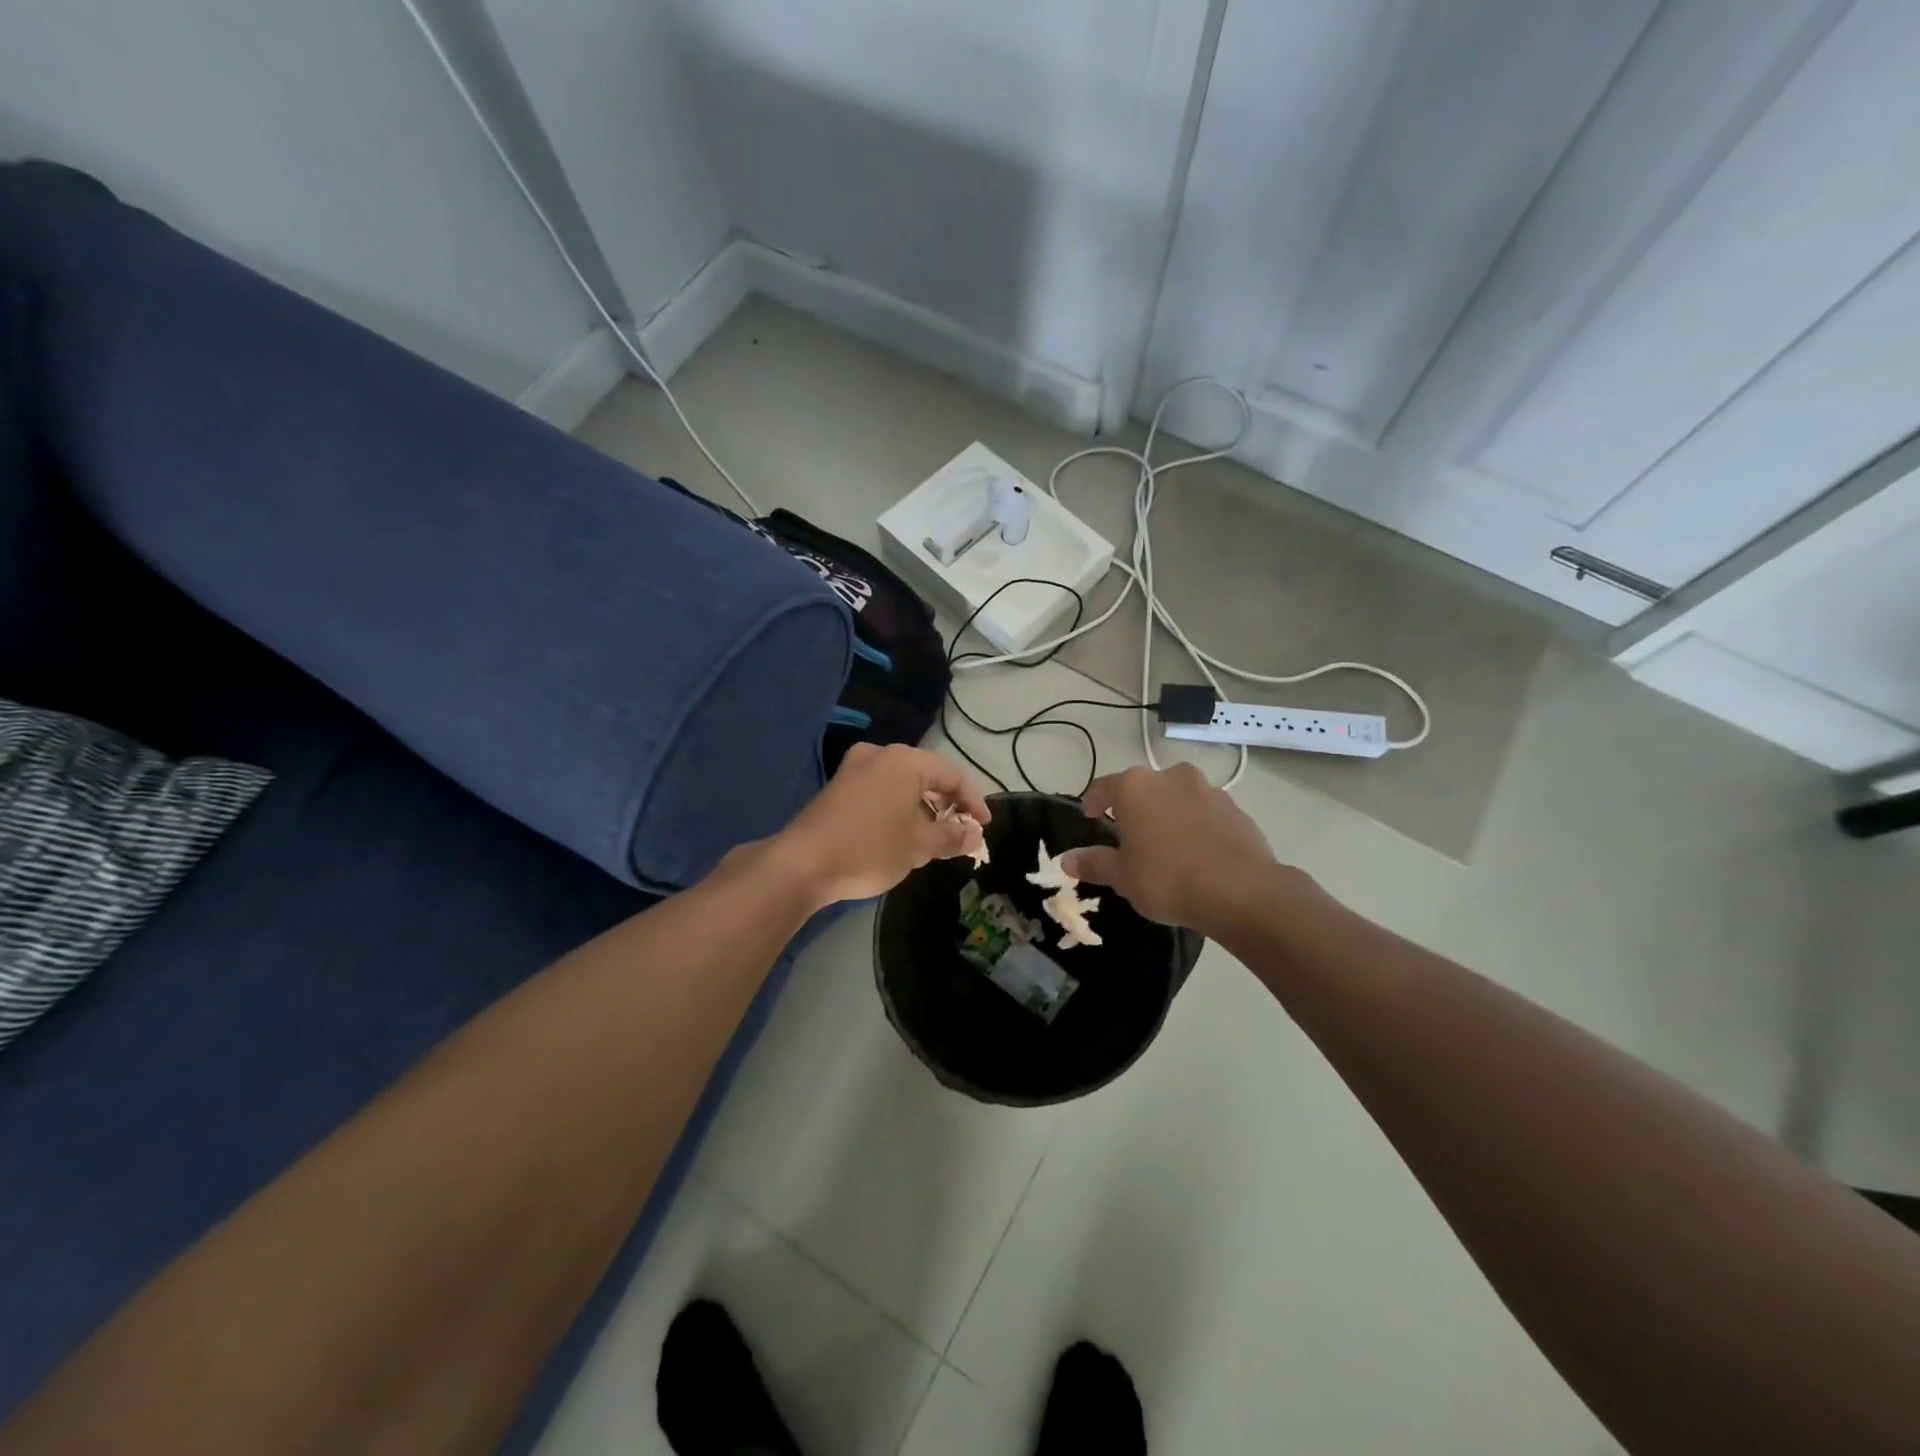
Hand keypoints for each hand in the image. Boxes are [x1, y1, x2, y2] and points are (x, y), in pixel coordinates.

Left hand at [777, 743, 992, 906]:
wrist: (803, 863)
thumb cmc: (870, 849)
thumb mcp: (919, 846)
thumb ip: (952, 837)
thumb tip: (975, 837)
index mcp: (905, 761)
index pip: (952, 776)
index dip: (973, 802)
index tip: (983, 827)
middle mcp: (880, 755)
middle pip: (926, 776)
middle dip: (946, 804)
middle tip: (960, 832)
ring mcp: (855, 768)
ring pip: (902, 784)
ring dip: (922, 808)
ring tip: (933, 838)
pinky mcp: (839, 786)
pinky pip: (880, 790)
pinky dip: (898, 807)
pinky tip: (901, 833)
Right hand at [1062, 763, 1277, 931]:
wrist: (1239, 891)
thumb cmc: (1166, 878)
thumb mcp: (1122, 876)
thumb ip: (1093, 863)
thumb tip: (1066, 860)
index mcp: (1135, 787)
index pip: (1103, 787)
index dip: (1093, 802)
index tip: (1091, 817)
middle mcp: (1170, 776)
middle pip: (1143, 788)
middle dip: (1135, 808)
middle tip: (1130, 836)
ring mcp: (1207, 789)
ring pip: (1177, 797)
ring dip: (1168, 814)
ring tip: (1167, 845)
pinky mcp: (1236, 808)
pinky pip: (1206, 813)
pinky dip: (1197, 825)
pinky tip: (1198, 854)